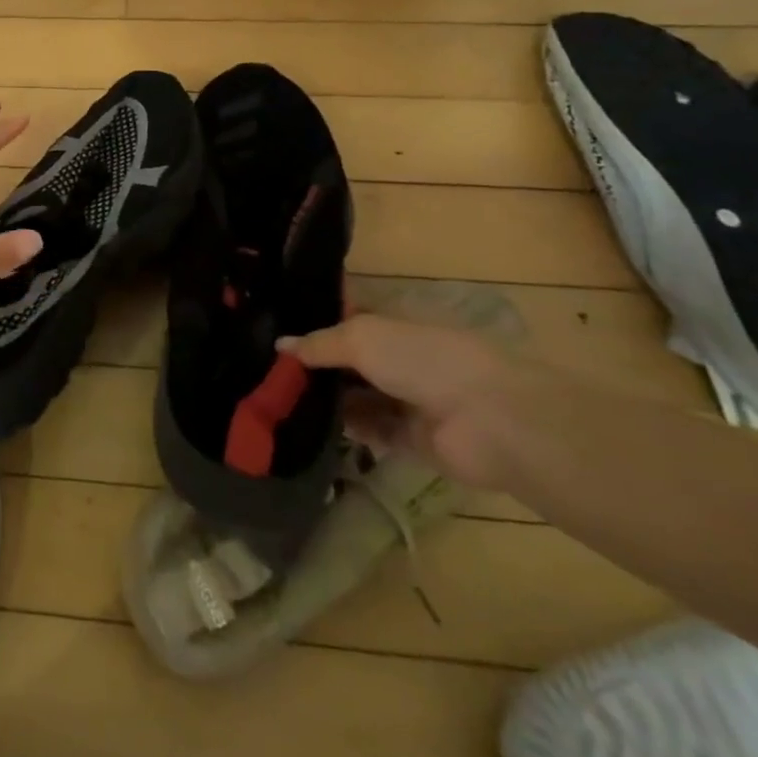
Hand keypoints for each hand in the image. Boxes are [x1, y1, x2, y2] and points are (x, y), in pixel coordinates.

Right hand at [278, 310, 539, 488]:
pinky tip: (309, 428)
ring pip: (357, 396)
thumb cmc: (423, 358)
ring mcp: (408, 398)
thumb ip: (318, 344)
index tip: (274, 328)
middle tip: (267, 370)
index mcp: (392, 323)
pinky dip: (346, 429)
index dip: (314, 322)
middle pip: (348, 360)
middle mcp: (399, 357)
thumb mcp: (360, 337)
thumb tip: (280, 345)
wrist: (489, 419)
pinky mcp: (413, 439)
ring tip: (279, 401)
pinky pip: (371, 431)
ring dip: (326, 399)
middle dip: (314, 365)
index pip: (346, 318)